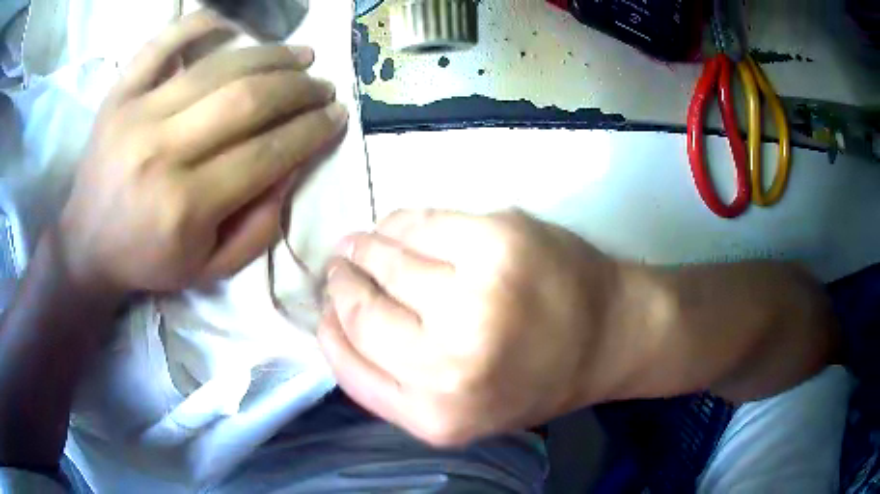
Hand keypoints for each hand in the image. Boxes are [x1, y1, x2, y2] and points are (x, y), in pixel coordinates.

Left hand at [59, 11, 347, 295]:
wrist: (86, 246)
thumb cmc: (148, 261)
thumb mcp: (210, 268)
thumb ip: (258, 227)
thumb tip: (292, 167)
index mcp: (186, 206)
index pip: (267, 153)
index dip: (311, 130)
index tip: (337, 116)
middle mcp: (161, 152)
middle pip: (248, 100)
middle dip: (299, 89)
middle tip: (322, 86)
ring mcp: (136, 114)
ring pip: (218, 67)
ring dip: (271, 55)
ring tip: (300, 56)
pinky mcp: (119, 95)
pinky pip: (163, 42)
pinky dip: (201, 23)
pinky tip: (232, 26)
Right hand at [319, 209, 639, 445]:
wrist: (611, 335)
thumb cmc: (535, 378)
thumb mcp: (461, 412)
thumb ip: (395, 382)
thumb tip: (337, 321)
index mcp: (437, 415)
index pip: (348, 361)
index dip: (329, 329)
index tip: (326, 308)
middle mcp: (450, 363)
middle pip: (359, 309)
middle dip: (342, 283)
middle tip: (340, 267)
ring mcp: (476, 294)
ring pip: (384, 257)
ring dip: (365, 248)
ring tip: (362, 245)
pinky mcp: (497, 238)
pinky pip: (419, 222)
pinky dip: (399, 223)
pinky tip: (398, 229)